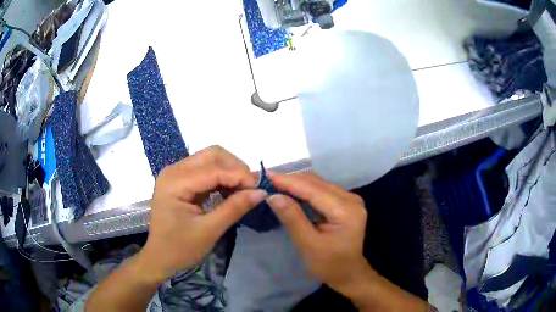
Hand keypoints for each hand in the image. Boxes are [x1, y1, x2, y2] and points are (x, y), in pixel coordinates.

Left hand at [138, 146, 267, 282]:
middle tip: (250, 187)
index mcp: (175, 182)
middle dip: (235, 168)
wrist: (160, 257)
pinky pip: (205, 170)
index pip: (214, 169)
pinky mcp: (180, 180)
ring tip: (243, 190)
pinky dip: (221, 177)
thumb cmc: (180, 248)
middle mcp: (174, 170)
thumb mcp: (209, 231)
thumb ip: (234, 208)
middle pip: (212, 155)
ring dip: (229, 171)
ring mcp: (176, 174)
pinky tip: (230, 191)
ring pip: (210, 159)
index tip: (259, 188)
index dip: (239, 176)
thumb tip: (261, 192)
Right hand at [266, 173, 371, 292]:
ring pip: (318, 184)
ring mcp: (350, 199)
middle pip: (317, 183)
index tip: (266, 175)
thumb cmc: (329, 265)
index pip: (313, 189)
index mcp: (346, 210)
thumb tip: (273, 196)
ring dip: (296, 183)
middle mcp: (351, 199)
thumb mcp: (308, 245)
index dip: (289, 181)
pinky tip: (290, 191)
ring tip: (274, 183)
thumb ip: (292, 218)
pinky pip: (321, 190)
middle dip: (291, 180)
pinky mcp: (345, 202)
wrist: (348, 274)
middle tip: (266, 179)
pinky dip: (304, 190)